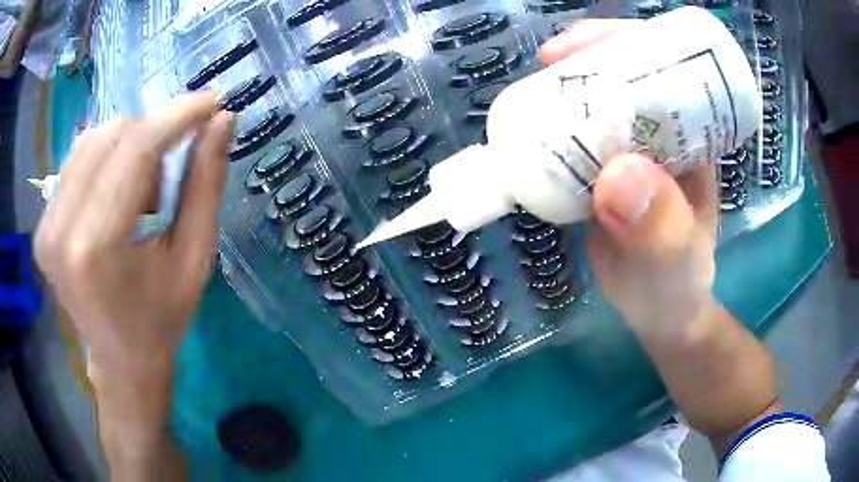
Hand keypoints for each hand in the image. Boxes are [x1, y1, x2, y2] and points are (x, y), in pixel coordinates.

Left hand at [35, 92, 233, 382]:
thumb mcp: (195, 258)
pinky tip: (115, 197)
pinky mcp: (42, 225)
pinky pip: (77, 160)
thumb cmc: (162, 320)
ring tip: (140, 197)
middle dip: (153, 137)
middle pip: (112, 135)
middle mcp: (61, 230)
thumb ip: (206, 184)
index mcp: (98, 248)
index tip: (212, 101)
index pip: (136, 149)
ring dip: (128, 149)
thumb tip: (223, 120)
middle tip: (168, 180)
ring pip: (93, 139)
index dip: (178, 115)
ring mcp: (46, 226)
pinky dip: (106, 160)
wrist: (120, 361)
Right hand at [542, 21, 719, 339]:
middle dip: (588, 58)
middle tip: (548, 64)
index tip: (584, 50)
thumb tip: (618, 174)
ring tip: (532, 95)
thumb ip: (660, 229)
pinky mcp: (606, 168)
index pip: (668, 68)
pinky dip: (553, 125)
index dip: (627, 44)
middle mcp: (665, 134)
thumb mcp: (674, 265)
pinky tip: (531, 130)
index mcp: (693, 140)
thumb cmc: (676, 288)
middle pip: (628, 72)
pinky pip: (579, 133)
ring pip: (598, 99)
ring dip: (565, 89)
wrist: (659, 311)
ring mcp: (633, 149)